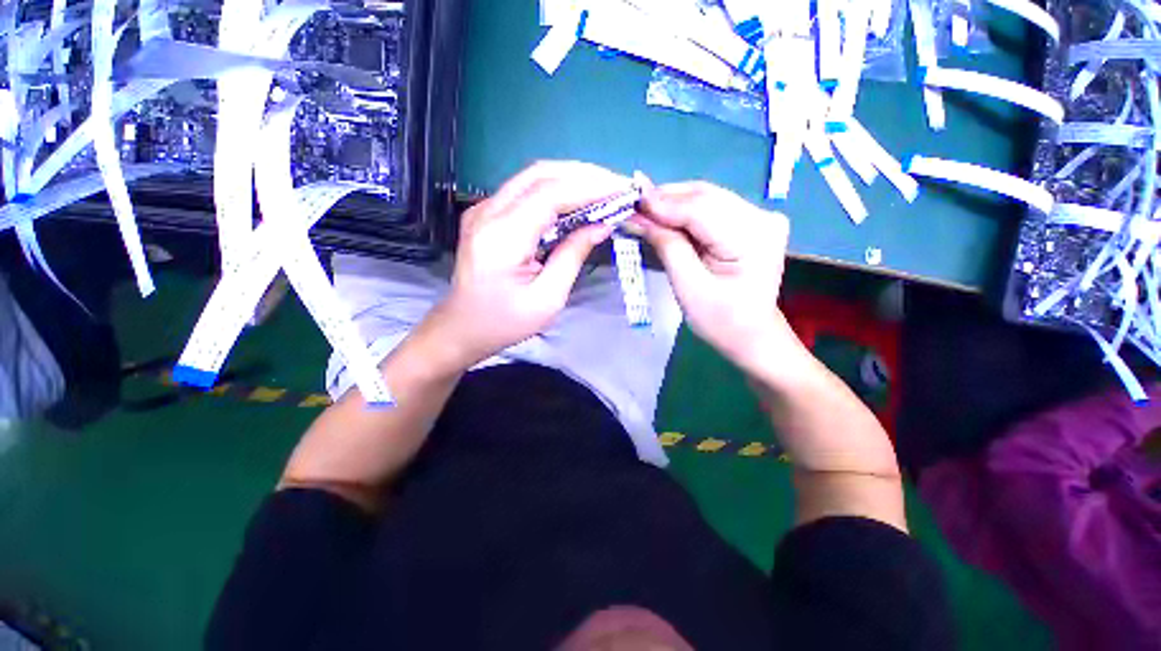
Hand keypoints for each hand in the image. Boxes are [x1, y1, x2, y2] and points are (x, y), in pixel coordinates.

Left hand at [425, 161, 628, 369]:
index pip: (550, 194)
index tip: (623, 190)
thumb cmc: (504, 322)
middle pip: (541, 174)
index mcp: (502, 237)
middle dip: (585, 176)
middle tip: (618, 186)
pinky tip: (576, 200)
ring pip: (533, 177)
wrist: (461, 328)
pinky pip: (525, 190)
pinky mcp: (486, 214)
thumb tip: (601, 226)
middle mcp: (488, 212)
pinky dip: (556, 189)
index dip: (590, 187)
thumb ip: (573, 256)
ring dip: (571, 179)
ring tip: (604, 190)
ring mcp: (483, 209)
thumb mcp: (547, 299)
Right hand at [634, 182, 793, 373]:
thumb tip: (639, 216)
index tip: (629, 201)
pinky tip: (665, 217)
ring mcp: (760, 216)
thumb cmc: (720, 320)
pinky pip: (711, 208)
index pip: (701, 209)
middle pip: (705, 196)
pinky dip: (684, 211)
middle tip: (632, 205)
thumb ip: (667, 247)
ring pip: (706, 198)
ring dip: (672, 203)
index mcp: (753, 238)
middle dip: (665, 199)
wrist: (750, 334)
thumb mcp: (688, 287)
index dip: (662, 203)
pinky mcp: (751, 221)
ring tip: (643, 211)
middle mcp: (763, 218)